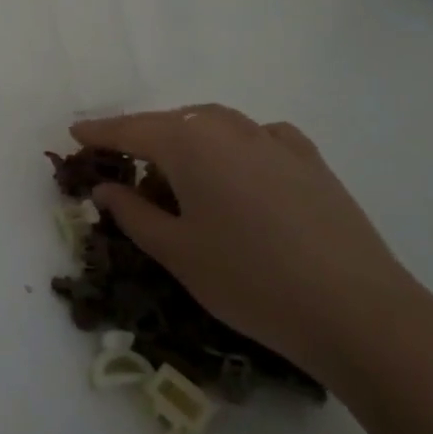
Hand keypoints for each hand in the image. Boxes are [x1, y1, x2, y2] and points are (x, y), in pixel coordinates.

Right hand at [70, 105, 428, 384]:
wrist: (358, 311)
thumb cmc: (250, 281)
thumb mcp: (176, 252)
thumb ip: (133, 213)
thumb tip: (105, 189)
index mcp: (189, 143)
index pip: (131, 130)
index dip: (99, 132)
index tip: (74, 133)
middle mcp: (229, 128)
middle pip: (173, 122)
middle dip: (143, 136)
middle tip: (121, 160)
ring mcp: (274, 140)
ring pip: (215, 125)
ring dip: (188, 138)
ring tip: (176, 169)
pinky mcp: (309, 160)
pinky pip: (258, 137)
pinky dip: (235, 145)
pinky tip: (239, 168)